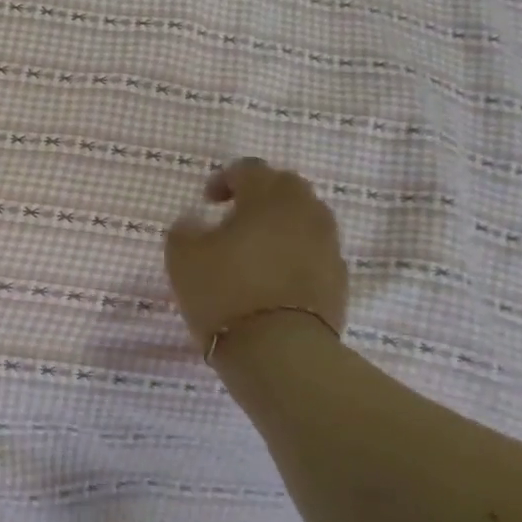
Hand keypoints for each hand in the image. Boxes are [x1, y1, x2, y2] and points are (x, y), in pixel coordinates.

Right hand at [163, 159, 349, 349]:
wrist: (280, 352)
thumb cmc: (225, 291)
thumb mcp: (182, 255)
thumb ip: (186, 228)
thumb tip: (197, 222)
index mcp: (269, 196)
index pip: (249, 169)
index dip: (225, 179)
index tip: (207, 202)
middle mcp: (306, 212)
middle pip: (286, 188)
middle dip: (260, 195)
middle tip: (234, 216)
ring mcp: (328, 246)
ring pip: (305, 219)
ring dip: (280, 224)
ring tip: (254, 248)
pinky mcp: (339, 280)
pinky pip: (314, 251)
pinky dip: (295, 253)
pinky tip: (273, 276)